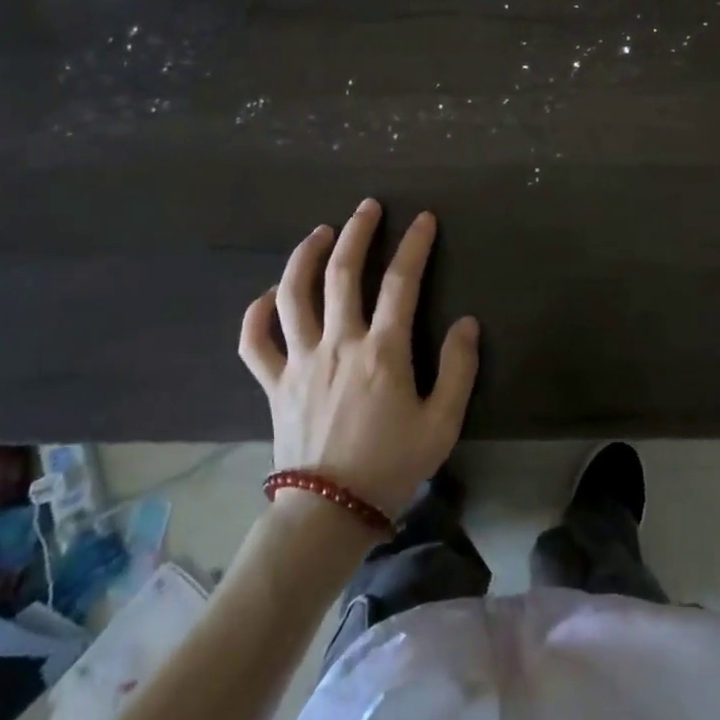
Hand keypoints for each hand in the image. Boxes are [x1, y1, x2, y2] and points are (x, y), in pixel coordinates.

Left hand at [238, 199, 479, 518]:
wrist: (329, 513)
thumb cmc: (391, 465)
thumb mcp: (442, 423)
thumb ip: (458, 369)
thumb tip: (465, 322)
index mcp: (381, 351)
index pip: (401, 282)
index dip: (414, 244)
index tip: (423, 219)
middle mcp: (337, 343)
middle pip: (342, 272)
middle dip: (357, 232)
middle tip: (368, 207)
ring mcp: (299, 360)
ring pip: (293, 293)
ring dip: (306, 256)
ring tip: (320, 232)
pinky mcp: (273, 382)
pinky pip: (253, 341)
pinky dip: (256, 313)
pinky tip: (267, 296)